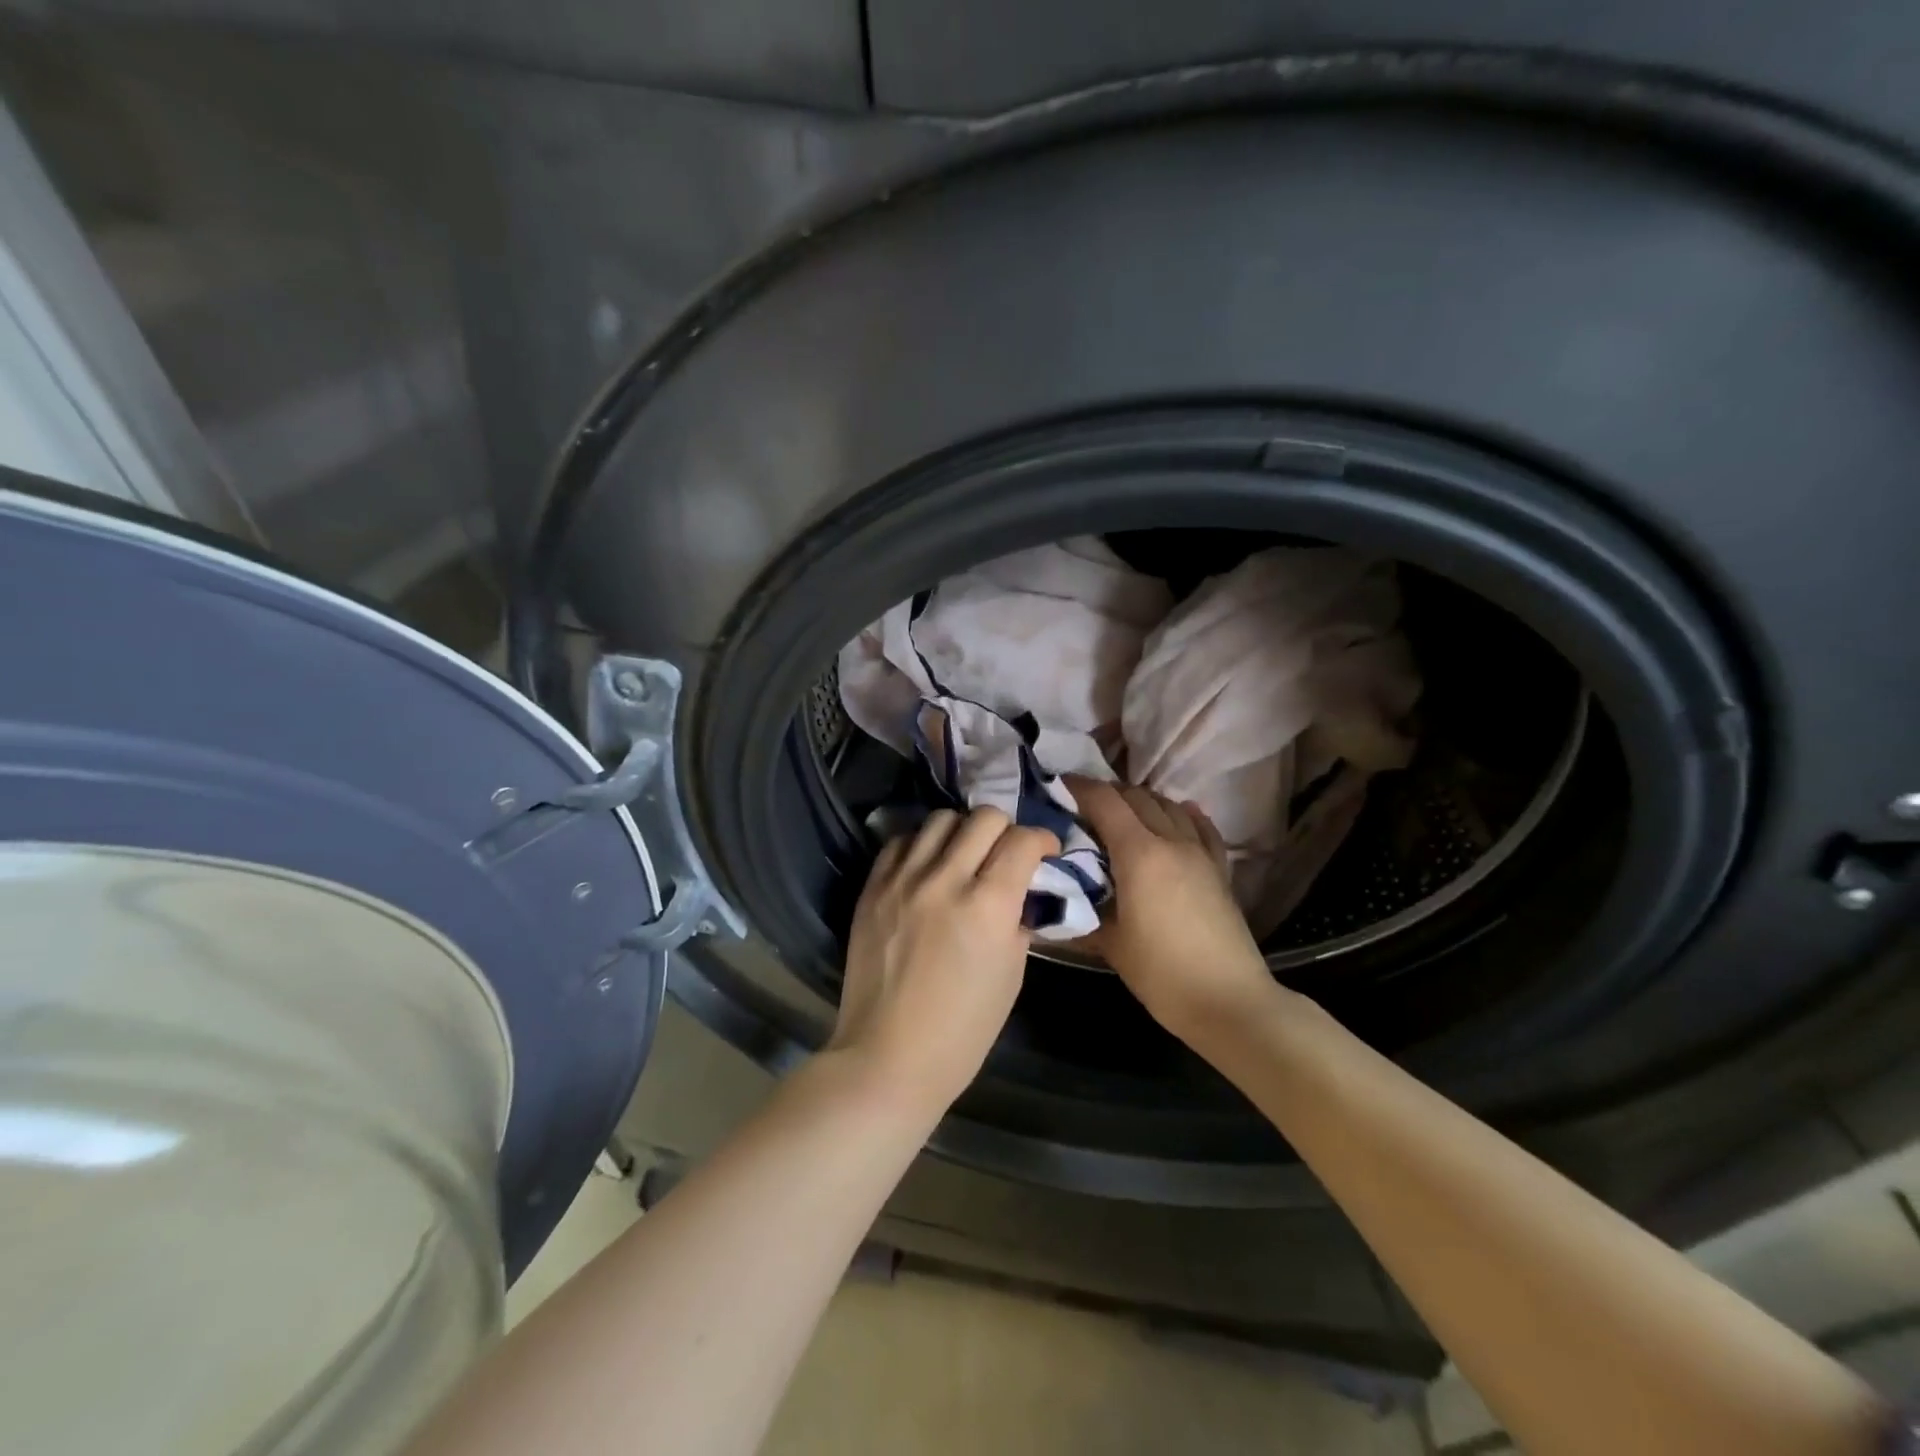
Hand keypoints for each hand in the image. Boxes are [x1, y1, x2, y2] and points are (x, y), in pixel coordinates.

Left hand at [830, 808, 1059, 1117]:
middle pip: (984, 817)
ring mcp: (903, 880)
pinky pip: (901, 841)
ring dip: (962, 830)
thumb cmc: (963, 1030)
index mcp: (988, 906)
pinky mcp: (872, 888)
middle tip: (1006, 852)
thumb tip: (1019, 889)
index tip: (1045, 851)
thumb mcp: (1012, 973)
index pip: (1022, 841)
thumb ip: (1018, 918)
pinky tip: (928, 866)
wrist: (888, 1057)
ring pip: (940, 819)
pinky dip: (922, 845)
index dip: (1042, 840)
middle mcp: (945, 880)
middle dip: (1006, 828)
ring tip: (964, 854)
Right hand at [1069, 778, 1275, 1038]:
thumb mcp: (1110, 943)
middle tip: (1081, 808)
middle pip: (1136, 796)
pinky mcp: (1219, 868)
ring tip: (1120, 816)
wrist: (1229, 1001)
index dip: (1079, 788)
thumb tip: (1052, 895)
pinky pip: (1199, 826)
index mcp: (1139, 854)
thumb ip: (1081, 909)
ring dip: (1140, 802)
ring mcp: (1200, 852)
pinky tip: (1175, 816)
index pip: (1105, 802)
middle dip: (1107, 794)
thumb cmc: (1161, 973)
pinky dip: (1181, 815)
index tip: (1058, 787)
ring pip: (1168, 805)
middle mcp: (1171, 841)